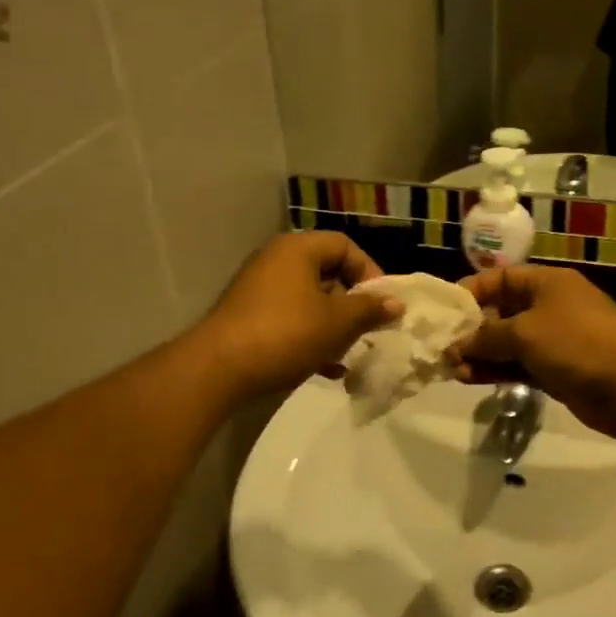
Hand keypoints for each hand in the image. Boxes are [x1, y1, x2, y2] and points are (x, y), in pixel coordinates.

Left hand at [199, 233, 401, 396]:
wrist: (219, 369)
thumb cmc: (285, 333)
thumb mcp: (336, 322)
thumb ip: (369, 309)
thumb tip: (396, 303)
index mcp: (297, 249)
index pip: (344, 246)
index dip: (369, 272)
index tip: (382, 304)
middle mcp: (276, 262)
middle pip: (327, 274)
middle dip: (352, 305)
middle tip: (369, 330)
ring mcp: (259, 291)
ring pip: (310, 302)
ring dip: (334, 326)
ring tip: (350, 353)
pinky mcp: (249, 319)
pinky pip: (291, 321)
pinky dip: (311, 339)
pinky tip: (328, 370)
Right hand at [447, 265, 615, 438]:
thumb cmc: (578, 344)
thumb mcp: (525, 332)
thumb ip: (486, 336)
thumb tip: (457, 344)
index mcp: (546, 284)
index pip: (499, 278)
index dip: (470, 291)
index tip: (443, 312)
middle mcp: (548, 307)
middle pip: (500, 312)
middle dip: (471, 329)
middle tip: (442, 348)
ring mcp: (553, 340)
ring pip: (507, 343)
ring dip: (480, 354)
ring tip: (451, 369)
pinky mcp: (555, 370)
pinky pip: (517, 365)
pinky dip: (495, 370)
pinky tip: (469, 378)